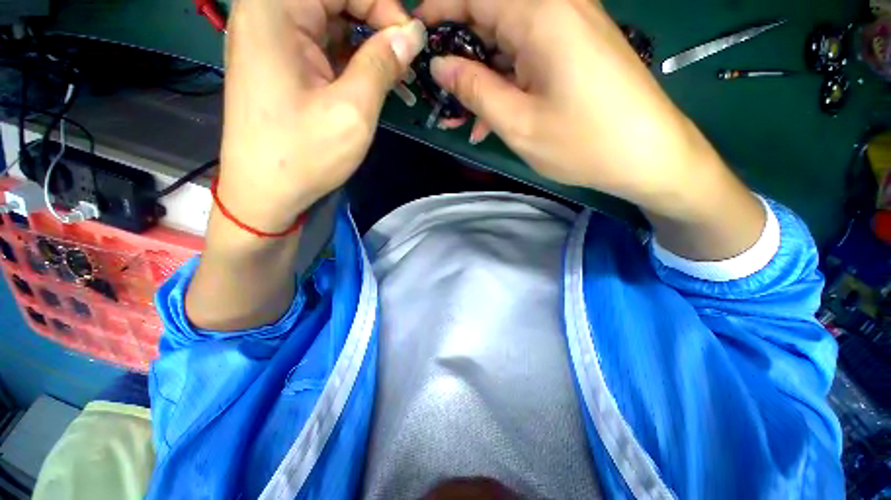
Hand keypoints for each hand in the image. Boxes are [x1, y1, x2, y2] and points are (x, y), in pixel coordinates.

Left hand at [218, 0, 425, 232]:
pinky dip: (350, 59)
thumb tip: (412, 34)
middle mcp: (266, 13)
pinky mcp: (279, 62)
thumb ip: (382, 64)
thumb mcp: (353, 110)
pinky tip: (371, 80)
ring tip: (394, 75)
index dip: (384, 7)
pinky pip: (321, 45)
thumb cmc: (304, 154)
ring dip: (365, 44)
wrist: (264, 192)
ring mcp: (271, 38)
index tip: (411, 43)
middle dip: (375, 24)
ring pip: (330, 21)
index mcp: (275, 9)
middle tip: (404, 60)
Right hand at [416, 0, 723, 217]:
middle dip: (459, 57)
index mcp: (540, 14)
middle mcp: (557, 6)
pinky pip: (529, 57)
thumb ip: (474, 89)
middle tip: (441, 96)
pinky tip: (494, 117)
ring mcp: (570, 27)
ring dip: (482, 79)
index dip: (438, 12)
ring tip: (464, 118)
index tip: (416, 41)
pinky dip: (507, 84)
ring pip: (508, 43)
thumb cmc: (583, 142)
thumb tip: (439, 65)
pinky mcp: (577, 49)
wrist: (650, 155)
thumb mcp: (517, 122)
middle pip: (490, 18)